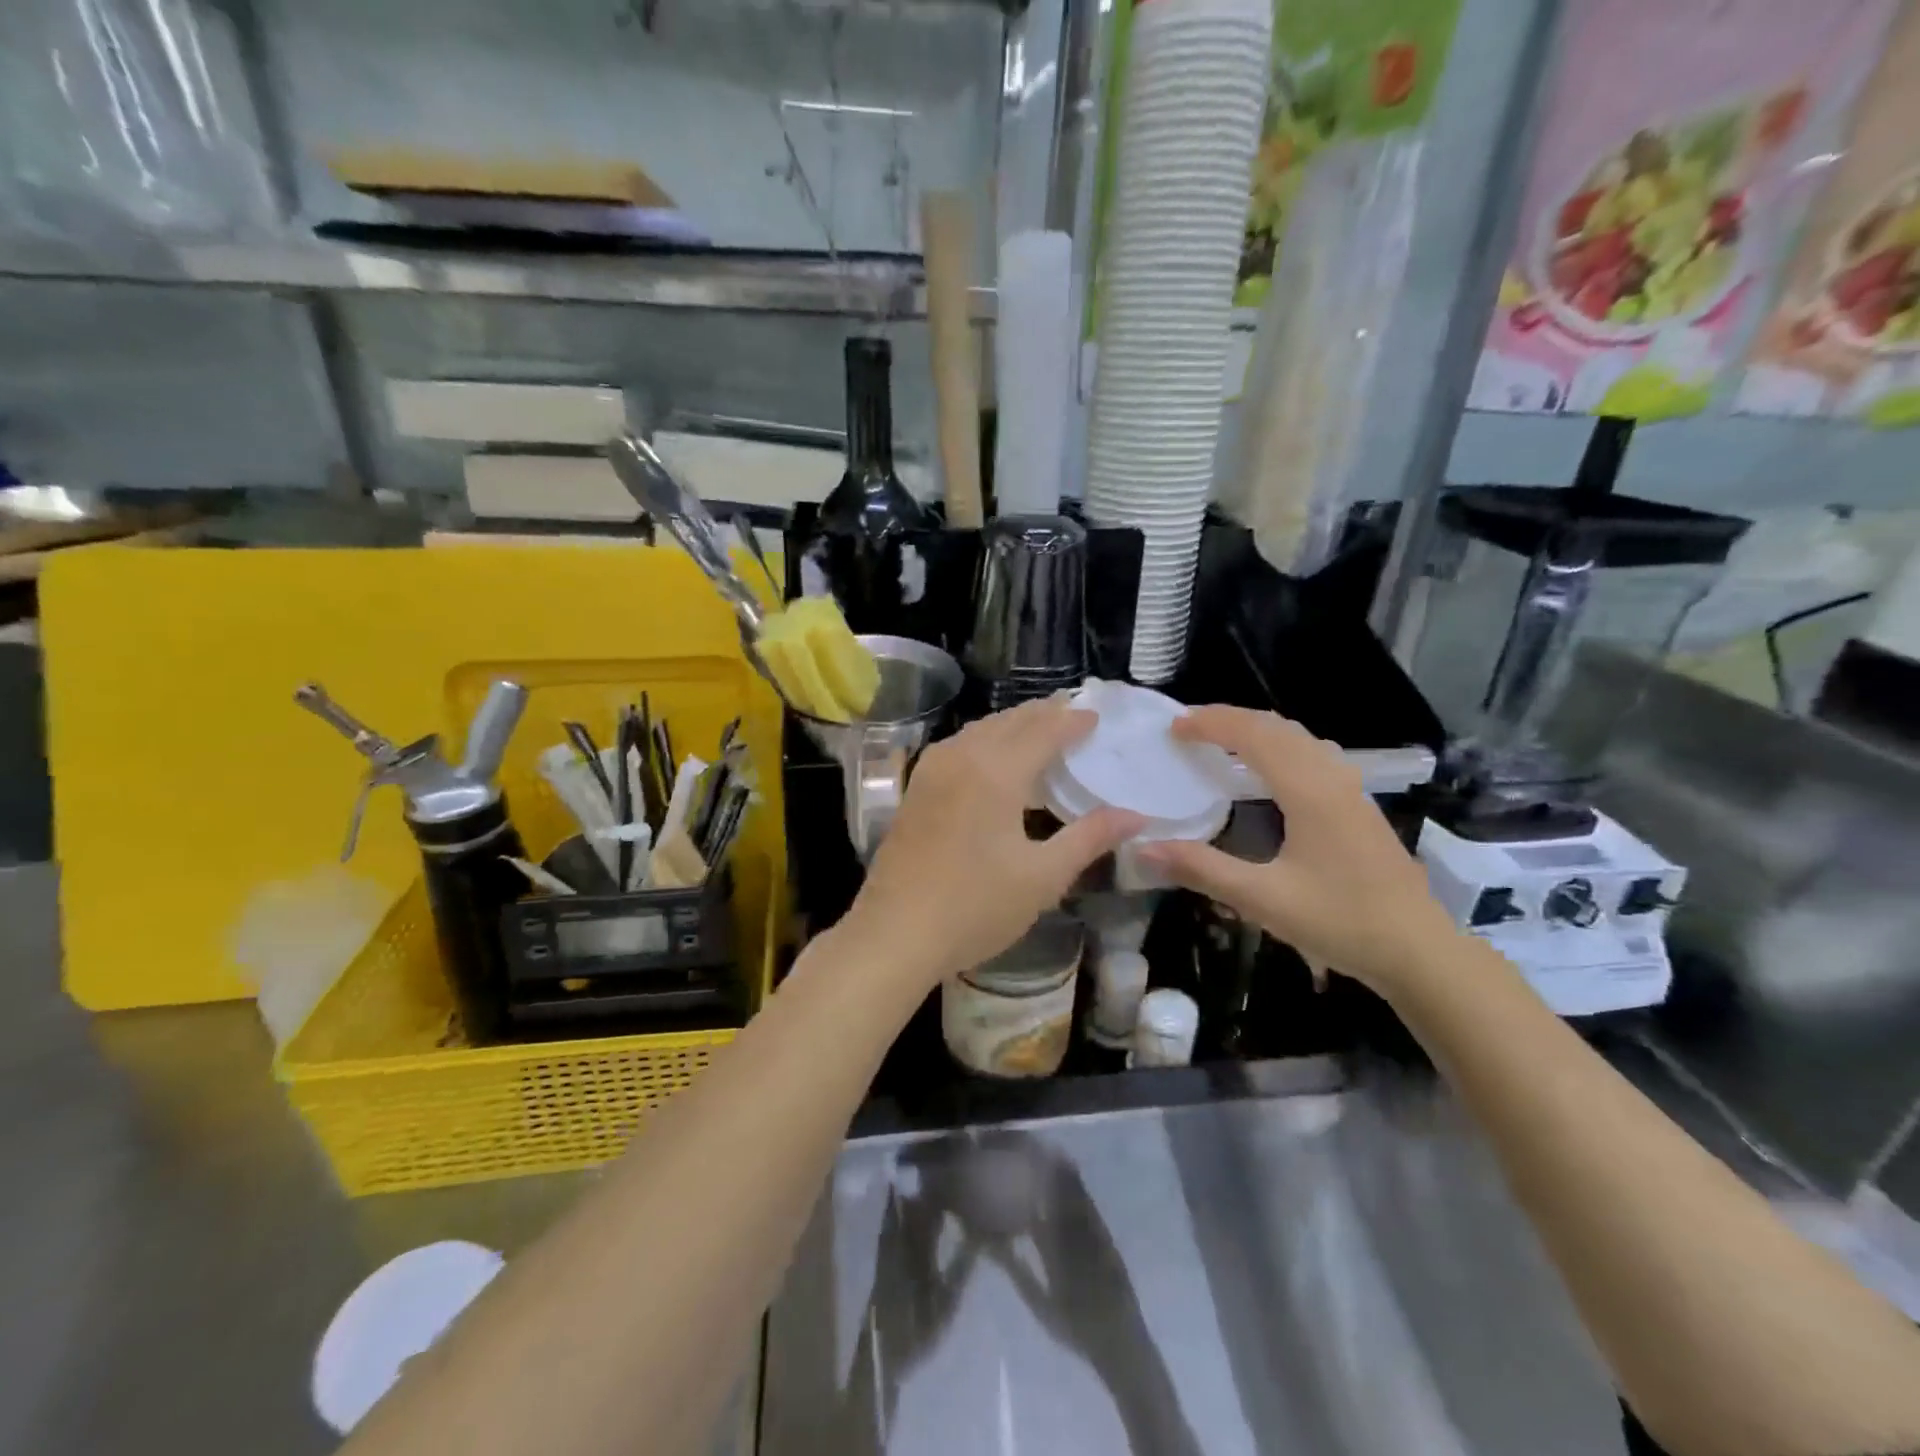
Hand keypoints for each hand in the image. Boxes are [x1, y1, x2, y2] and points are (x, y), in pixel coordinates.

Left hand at [844, 698, 1142, 986]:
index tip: (1097, 716)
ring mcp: (932, 770)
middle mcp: (962, 757)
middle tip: (1073, 712)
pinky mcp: (916, 788)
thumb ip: (1090, 838)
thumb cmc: (975, 907)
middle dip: (1044, 713)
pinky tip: (993, 758)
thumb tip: (1136, 815)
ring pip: (980, 730)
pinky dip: (986, 740)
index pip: (1044, 730)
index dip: (1073, 721)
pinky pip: (959, 746)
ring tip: (1040, 729)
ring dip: (1013, 724)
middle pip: (1010, 721)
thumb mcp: (1043, 877)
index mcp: (996, 771)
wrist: (896, 933)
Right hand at [1139, 706, 1454, 996]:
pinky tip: (1266, 772)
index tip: (1174, 728)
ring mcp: (1351, 790)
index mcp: (1309, 791)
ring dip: (1256, 730)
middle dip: (1230, 719)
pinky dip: (1278, 747)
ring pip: (1299, 738)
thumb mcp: (1263, 899)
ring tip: (1219, 741)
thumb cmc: (1341, 922)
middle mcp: (1332, 778)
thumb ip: (1202, 869)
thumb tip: (1144, 848)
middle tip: (1188, 728)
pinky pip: (1312, 755)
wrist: (1419, 951)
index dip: (1212, 724)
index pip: (1254, 735)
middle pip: (1277, 727)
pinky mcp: (1358, 806)